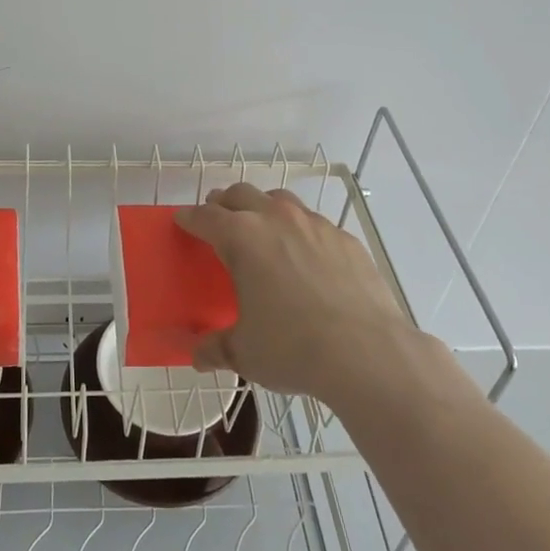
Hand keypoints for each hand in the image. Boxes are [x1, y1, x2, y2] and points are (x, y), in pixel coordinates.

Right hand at [175, 182, 429, 406]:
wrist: (367, 352)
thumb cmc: (293, 348)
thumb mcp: (245, 353)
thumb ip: (216, 347)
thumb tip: (198, 355)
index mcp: (241, 238)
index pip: (204, 216)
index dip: (189, 218)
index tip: (183, 222)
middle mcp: (275, 219)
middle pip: (240, 194)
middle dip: (224, 204)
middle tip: (219, 222)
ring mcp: (314, 224)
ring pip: (279, 200)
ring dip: (263, 208)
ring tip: (263, 231)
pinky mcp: (344, 238)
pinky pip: (314, 223)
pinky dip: (301, 232)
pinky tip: (307, 259)